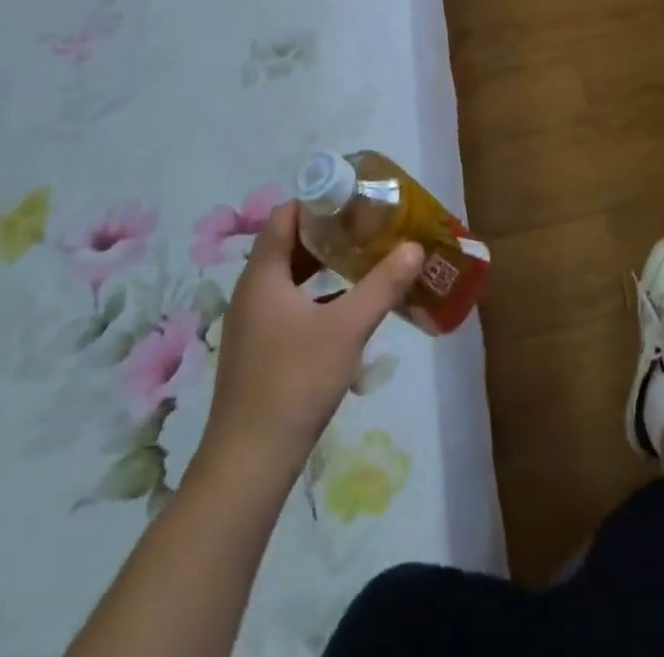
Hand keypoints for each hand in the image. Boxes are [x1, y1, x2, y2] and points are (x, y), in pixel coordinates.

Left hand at [200, 202, 422, 469]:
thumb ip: (383, 284)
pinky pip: (291, 304)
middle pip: (289, 244)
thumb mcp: (348, 327)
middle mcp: (253, 293)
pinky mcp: (262, 351)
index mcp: (263, 276)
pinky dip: (319, 294)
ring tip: (366, 257)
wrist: (249, 464)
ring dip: (325, 264)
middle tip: (370, 224)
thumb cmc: (295, 381)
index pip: (286, 216)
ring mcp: (255, 325)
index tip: (356, 197)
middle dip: (329, 231)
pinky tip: (350, 305)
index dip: (318, 200)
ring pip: (291, 277)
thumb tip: (414, 247)